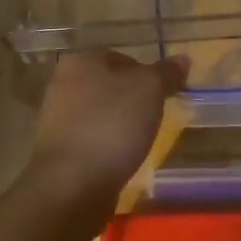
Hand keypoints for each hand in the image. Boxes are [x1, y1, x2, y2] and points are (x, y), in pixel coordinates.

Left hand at [30, 51, 188, 202]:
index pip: (123, 58)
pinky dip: (108, 146)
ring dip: (120, 125)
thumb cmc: (112, 124)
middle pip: (111, 86)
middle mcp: (63, 83)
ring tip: (140, 142)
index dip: (147, 75)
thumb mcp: (150, 89)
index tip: (163, 96)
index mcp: (81, 60)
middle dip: (133, 101)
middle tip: (154, 119)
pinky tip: (120, 159)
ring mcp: (57, 118)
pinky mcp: (59, 149)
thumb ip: (166, 72)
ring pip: (101, 113)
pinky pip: (92, 139)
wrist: (73, 182)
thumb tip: (183, 59)